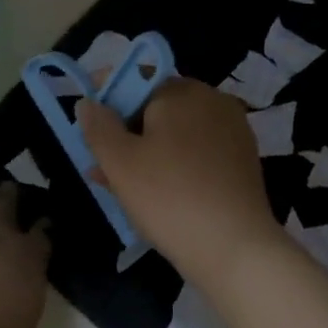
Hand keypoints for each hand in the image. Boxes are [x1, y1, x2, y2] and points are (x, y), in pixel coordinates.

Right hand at [77, 79, 285, 290]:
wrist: (235, 248)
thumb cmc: (169, 197)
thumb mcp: (120, 162)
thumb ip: (99, 127)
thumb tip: (89, 102)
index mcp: (184, 91)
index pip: (137, 79)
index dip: (107, 95)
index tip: (86, 119)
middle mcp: (213, 102)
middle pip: (158, 107)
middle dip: (124, 130)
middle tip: (97, 160)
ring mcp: (232, 133)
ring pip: (175, 134)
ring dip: (144, 151)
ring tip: (114, 183)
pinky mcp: (241, 162)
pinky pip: (196, 153)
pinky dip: (171, 165)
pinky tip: (152, 193)